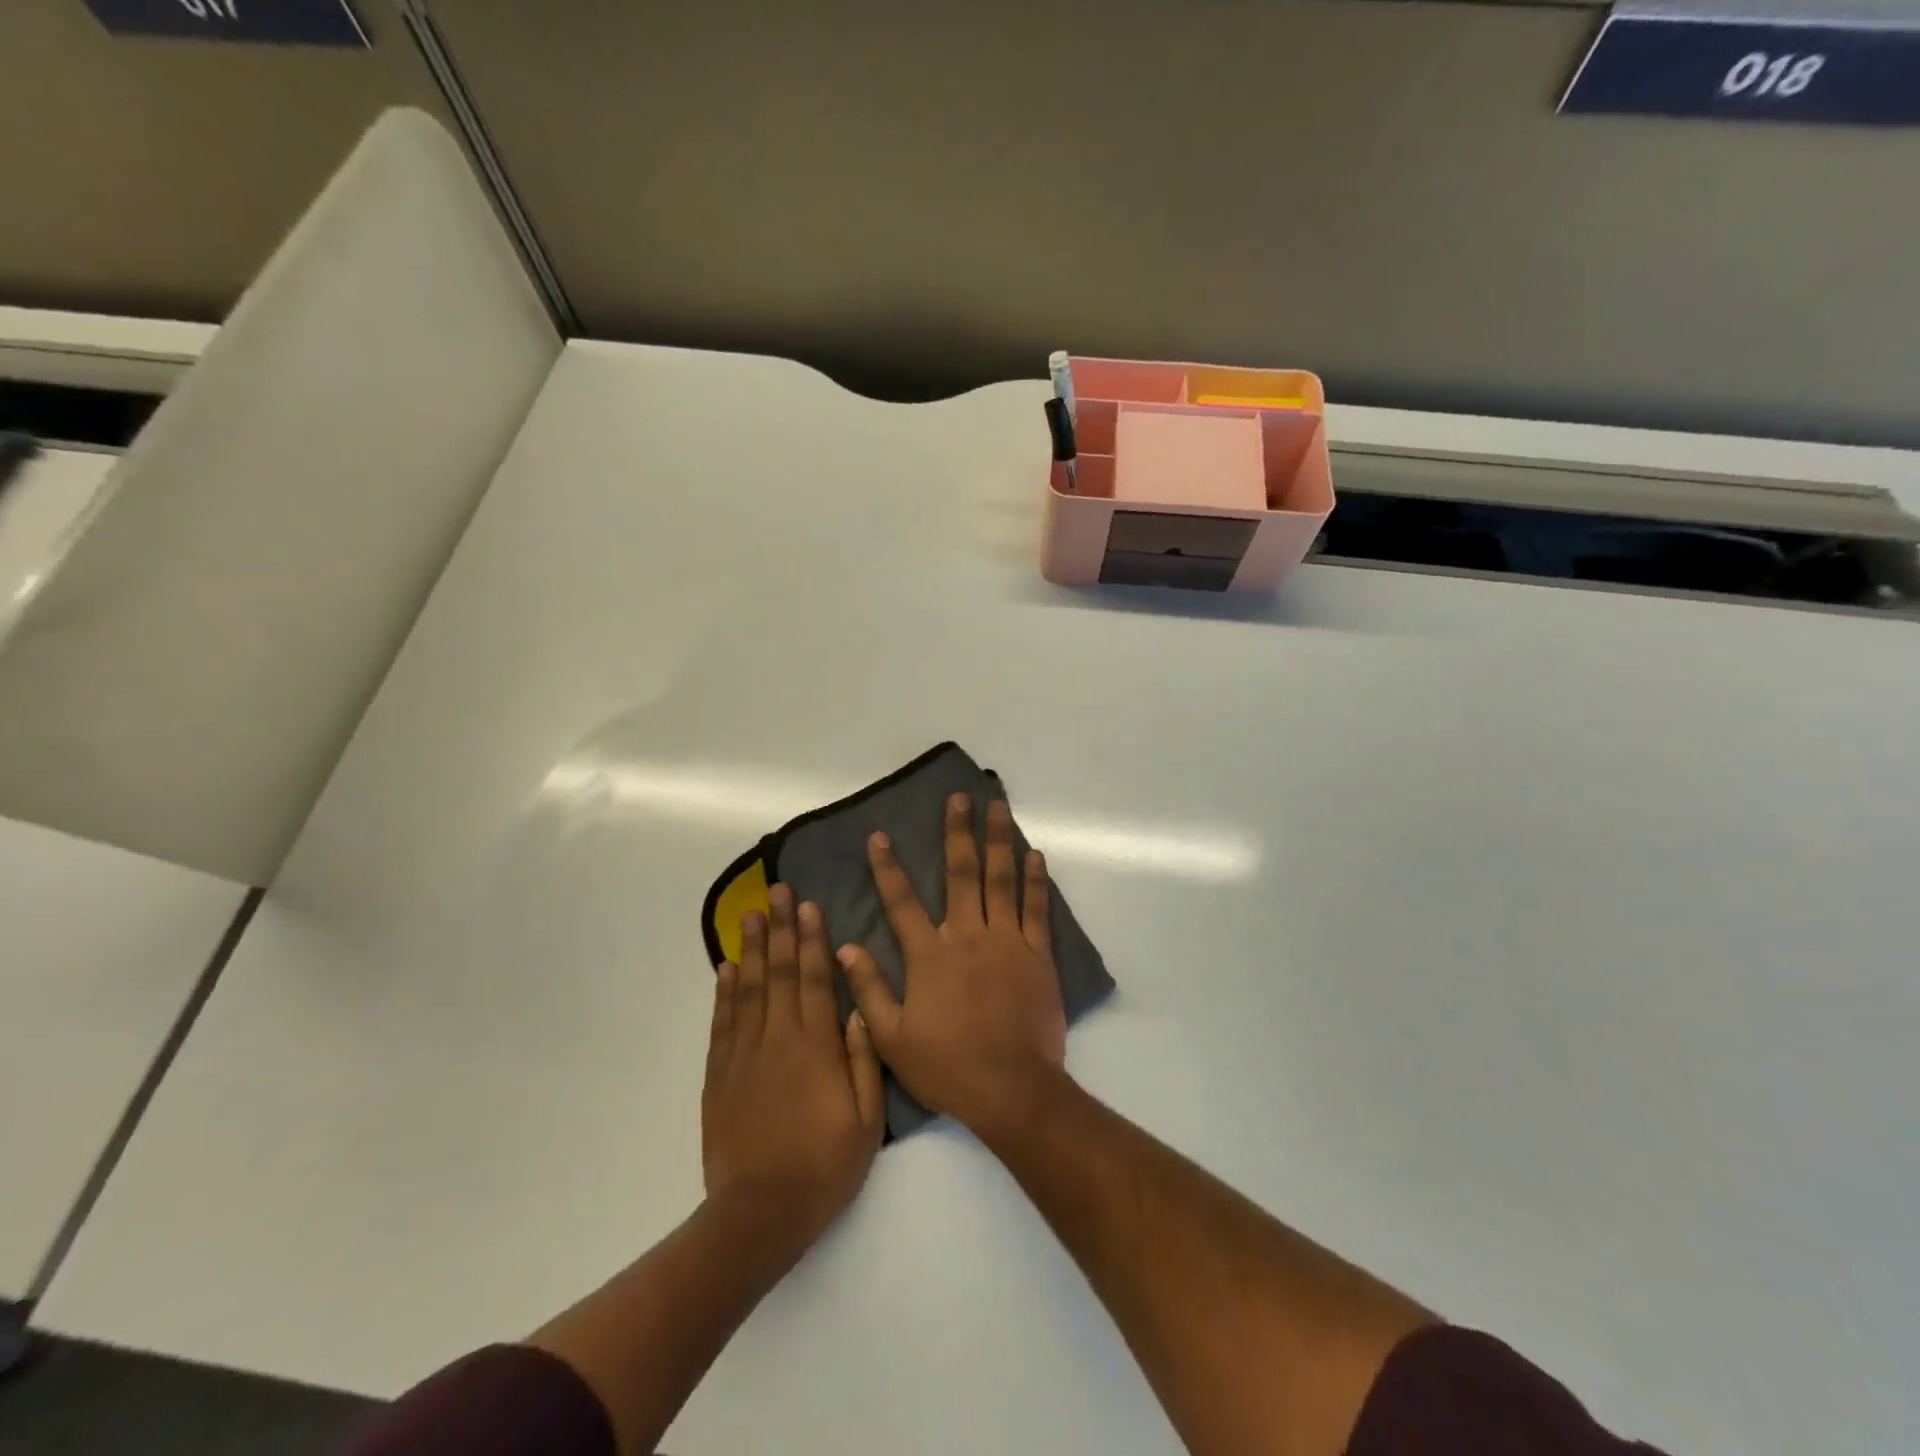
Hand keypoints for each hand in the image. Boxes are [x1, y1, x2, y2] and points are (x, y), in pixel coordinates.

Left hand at [702, 883, 884, 1252]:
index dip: (812, 939)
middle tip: (779, 892)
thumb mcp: (867, 1119)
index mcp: (816, 1045)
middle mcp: (777, 1038)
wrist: (760, 1214)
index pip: (813, 978)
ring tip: (751, 914)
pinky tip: (725, 968)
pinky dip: (723, 991)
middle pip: (779, 972)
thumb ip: (864, 1059)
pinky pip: (722, 1022)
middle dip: (781, 928)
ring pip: (747, 989)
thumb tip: (860, 1008)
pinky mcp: (719, 1075)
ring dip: (750, 948)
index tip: (810, 906)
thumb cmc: (824, 1166)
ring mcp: (743, 1054)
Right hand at [839, 794, 1066, 1133]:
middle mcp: (968, 936)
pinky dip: (1035, 880)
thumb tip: (845, 945)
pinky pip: (1037, 909)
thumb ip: (869, 988)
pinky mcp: (1038, 955)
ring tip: (998, 807)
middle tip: (959, 798)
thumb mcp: (892, 1037)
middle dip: (957, 832)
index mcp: (930, 955)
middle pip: (961, 873)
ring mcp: (1007, 941)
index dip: (887, 867)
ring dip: (999, 841)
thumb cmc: (948, 1066)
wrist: (1012, 1089)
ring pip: (1001, 880)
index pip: (902, 901)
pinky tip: (1035, 854)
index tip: (879, 836)